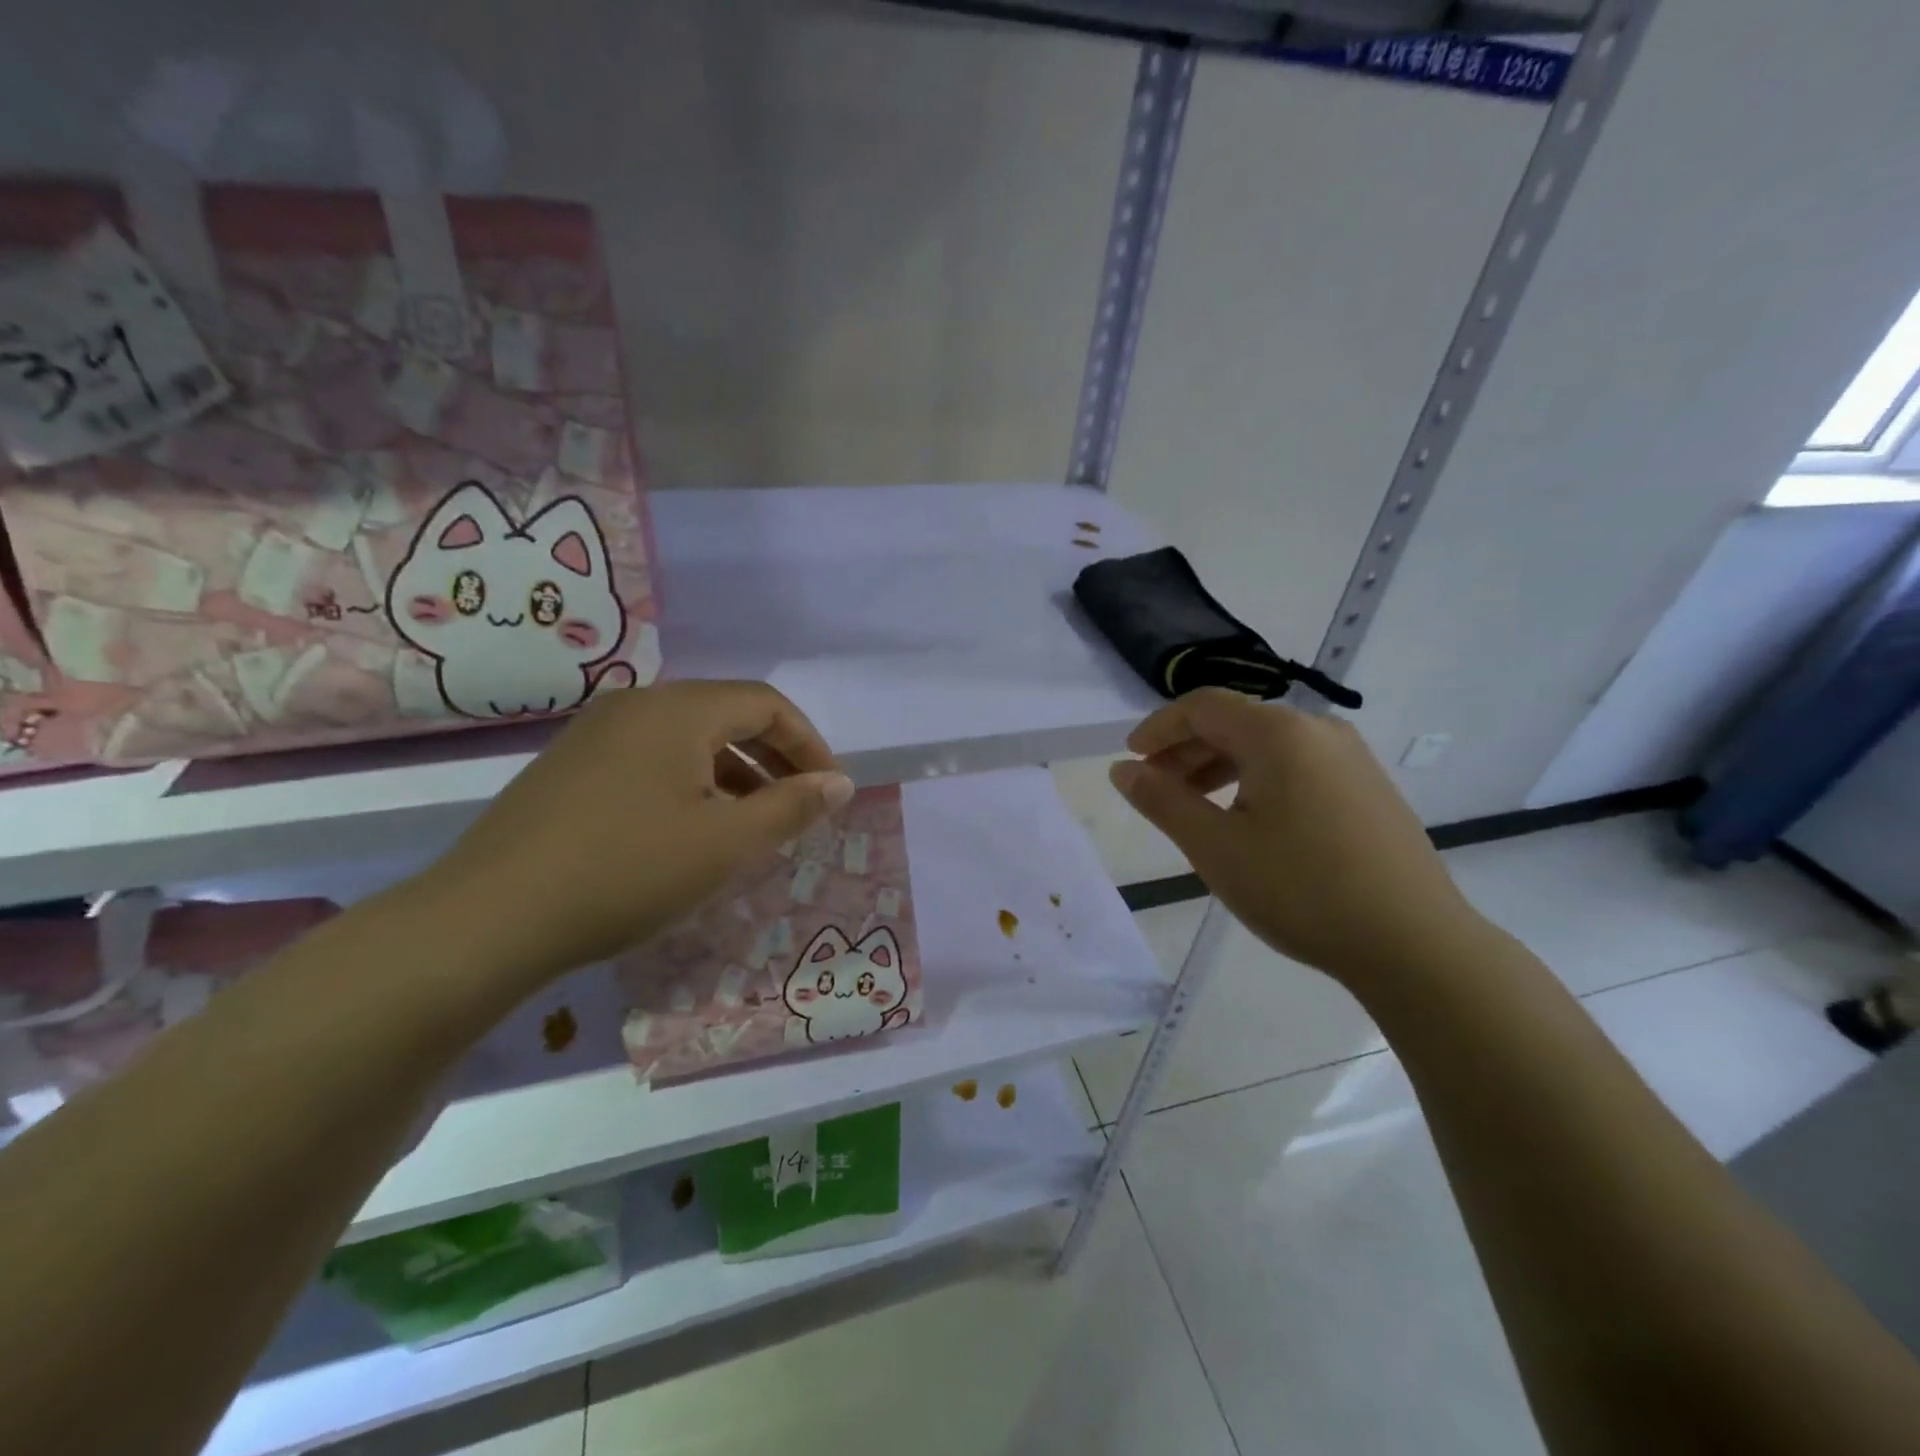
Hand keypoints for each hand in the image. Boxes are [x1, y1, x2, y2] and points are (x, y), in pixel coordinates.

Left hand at [420, 681, 852, 978]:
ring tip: (753, 825)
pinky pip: (652, 759)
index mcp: (678, 709)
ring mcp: (596, 734)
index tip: (831, 791)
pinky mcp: (571, 767)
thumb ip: (791, 807)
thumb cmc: (627, 872)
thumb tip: (839, 783)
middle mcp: (636, 705)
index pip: (766, 704)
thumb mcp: (726, 844)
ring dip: (734, 773)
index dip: (809, 744)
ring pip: (689, 740)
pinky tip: (691, 830)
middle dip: (775, 758)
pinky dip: (691, 784)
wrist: (488, 919)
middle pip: (727, 715)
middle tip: (801, 807)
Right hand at [1110, 689, 1487, 987]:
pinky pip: (1296, 766)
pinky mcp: (1367, 787)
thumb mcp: (1215, 847)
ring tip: (1193, 808)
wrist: (1414, 943)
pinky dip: (1256, 780)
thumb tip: (1122, 769)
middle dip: (1186, 750)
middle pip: (1235, 722)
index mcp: (1279, 733)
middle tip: (1154, 789)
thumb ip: (1162, 801)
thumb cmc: (1301, 890)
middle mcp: (1317, 731)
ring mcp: (1350, 758)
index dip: (1158, 728)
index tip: (1131, 761)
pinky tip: (1247, 821)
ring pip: (1267, 746)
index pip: (1202, 706)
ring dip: (1219, 766)